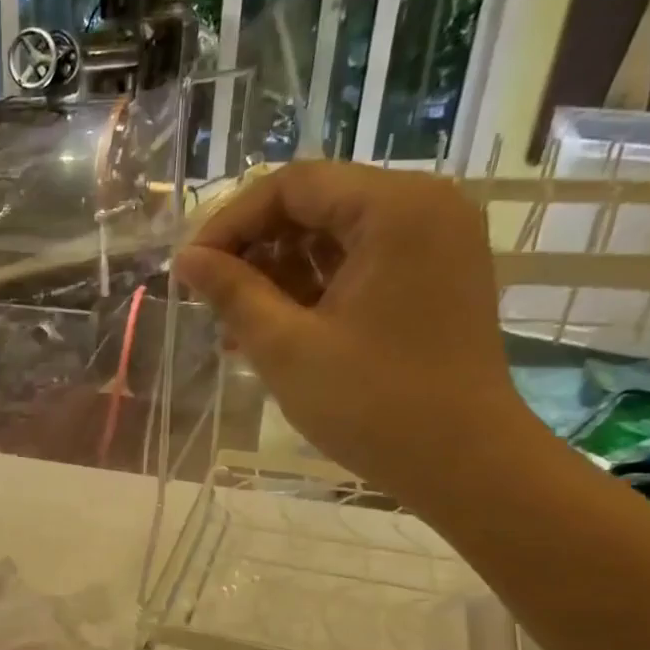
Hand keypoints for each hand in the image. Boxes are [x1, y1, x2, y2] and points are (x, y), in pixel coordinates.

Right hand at [174, 161, 533, 503]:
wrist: (464, 464)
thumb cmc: (373, 404)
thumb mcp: (286, 347)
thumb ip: (232, 293)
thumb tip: (185, 260)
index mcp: (395, 209)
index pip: (293, 185)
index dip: (231, 222)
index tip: (192, 270)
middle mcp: (424, 208)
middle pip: (316, 204)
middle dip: (255, 249)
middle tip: (211, 299)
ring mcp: (435, 243)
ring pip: (334, 236)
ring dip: (280, 273)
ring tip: (236, 325)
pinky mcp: (433, 278)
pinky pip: (360, 264)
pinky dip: (314, 289)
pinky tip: (275, 329)